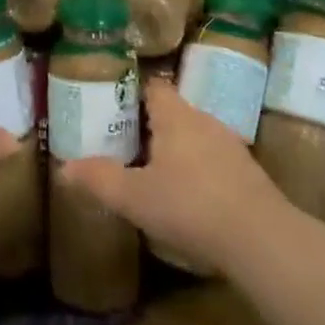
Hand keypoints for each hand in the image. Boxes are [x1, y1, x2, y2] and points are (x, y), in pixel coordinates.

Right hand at [58, 77, 283, 274]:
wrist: (261, 239)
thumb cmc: (190, 206)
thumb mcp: (135, 197)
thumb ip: (99, 179)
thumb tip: (64, 168)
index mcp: (175, 115)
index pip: (153, 86)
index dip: (132, 91)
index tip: (112, 104)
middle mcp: (204, 119)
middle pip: (173, 111)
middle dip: (151, 124)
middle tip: (126, 141)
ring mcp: (230, 144)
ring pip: (195, 135)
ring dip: (177, 148)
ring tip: (154, 170)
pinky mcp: (248, 172)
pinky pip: (214, 159)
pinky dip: (199, 169)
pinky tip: (189, 196)